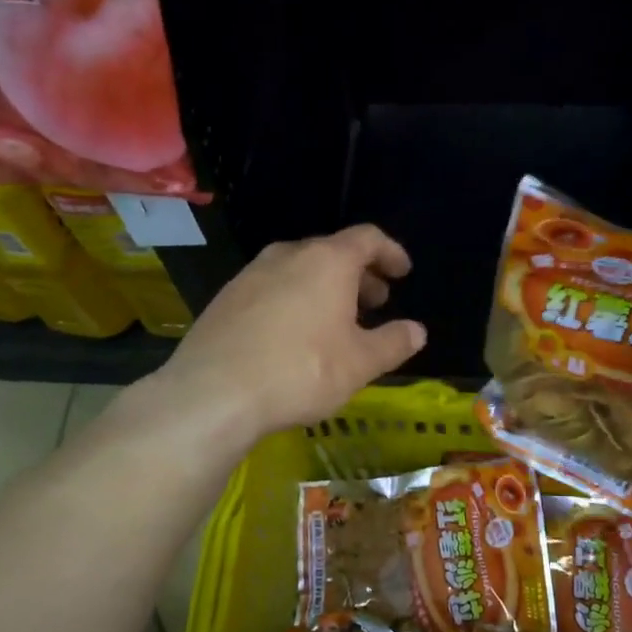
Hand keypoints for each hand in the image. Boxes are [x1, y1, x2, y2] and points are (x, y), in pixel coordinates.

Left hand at [157, 225, 426, 438]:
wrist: (214, 393)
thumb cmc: (301, 371)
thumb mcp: (360, 363)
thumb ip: (393, 343)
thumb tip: (417, 331)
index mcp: (327, 261)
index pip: (367, 238)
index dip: (390, 252)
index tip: (402, 272)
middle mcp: (288, 255)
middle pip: (332, 252)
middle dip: (359, 275)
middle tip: (375, 303)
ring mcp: (251, 274)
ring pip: (299, 270)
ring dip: (325, 288)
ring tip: (336, 322)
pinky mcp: (226, 298)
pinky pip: (272, 288)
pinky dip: (294, 300)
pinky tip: (294, 336)